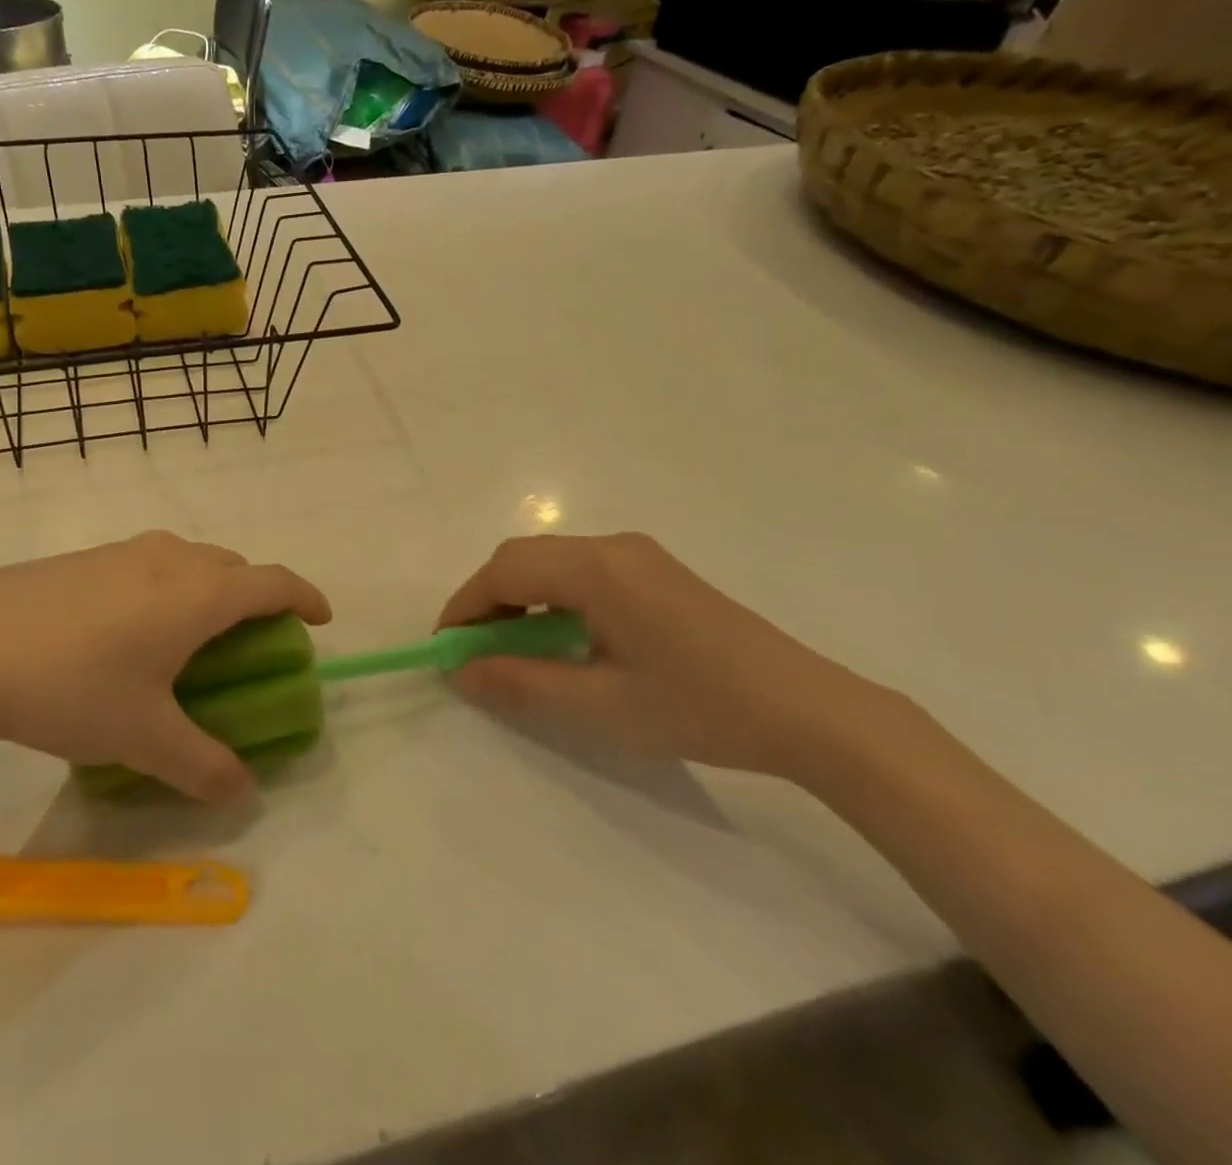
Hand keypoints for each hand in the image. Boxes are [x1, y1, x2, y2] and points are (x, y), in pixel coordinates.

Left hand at [0, 532, 330, 801]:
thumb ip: (203, 766)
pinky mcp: (83, 558)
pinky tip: (127, 631)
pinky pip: (147, 564)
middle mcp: (169, 559)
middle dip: (254, 596)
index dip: (305, 596)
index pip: (272, 582)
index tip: (320, 618)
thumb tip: (244, 793)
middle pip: (232, 566)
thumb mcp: (143, 738)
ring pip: (187, 560)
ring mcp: (122, 553)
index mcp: (198, 594)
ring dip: (207, 588)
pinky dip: (164, 587)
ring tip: (189, 636)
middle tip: (249, 640)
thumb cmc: (71, 686)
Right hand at [439, 533, 902, 780]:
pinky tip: (562, 638)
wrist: (811, 711)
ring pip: (551, 561)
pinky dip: (552, 598)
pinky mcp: (655, 571)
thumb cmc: (700, 707)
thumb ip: (521, 684)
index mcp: (596, 569)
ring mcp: (638, 555)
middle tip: (476, 651)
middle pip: (524, 557)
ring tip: (513, 649)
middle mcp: (612, 546)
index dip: (465, 606)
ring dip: (519, 597)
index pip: (504, 571)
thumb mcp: (600, 706)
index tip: (446, 649)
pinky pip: (582, 571)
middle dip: (488, 599)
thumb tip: (461, 672)